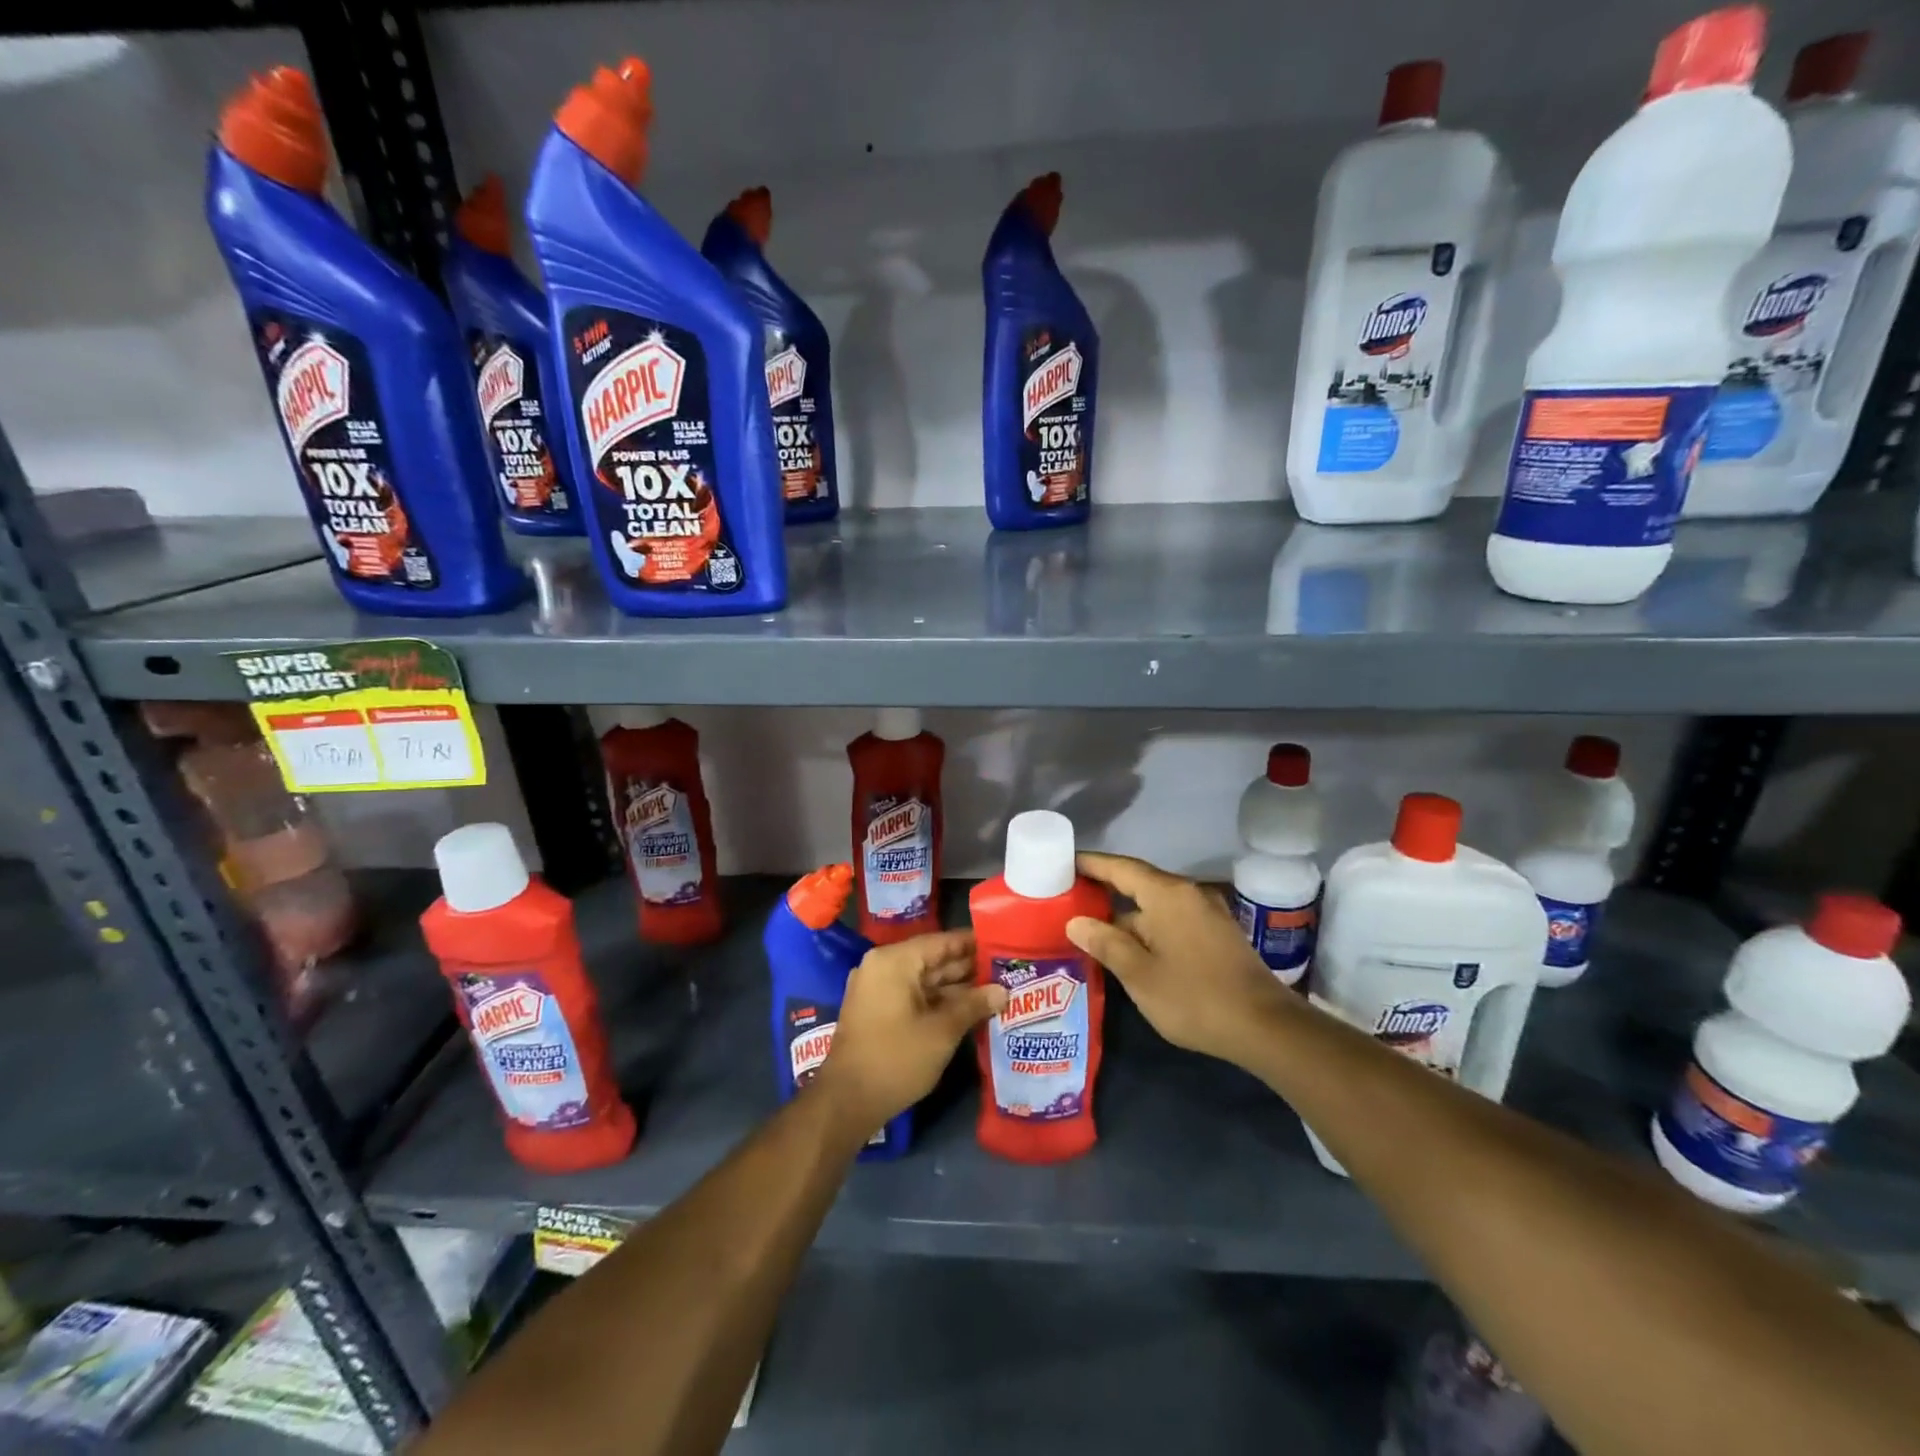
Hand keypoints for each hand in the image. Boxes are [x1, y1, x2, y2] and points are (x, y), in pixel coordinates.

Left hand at [817, 929, 1006, 1134]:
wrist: (847, 1101)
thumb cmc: (897, 1059)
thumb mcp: (942, 1031)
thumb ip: (974, 1005)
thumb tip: (1003, 991)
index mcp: (894, 961)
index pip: (941, 941)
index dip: (973, 944)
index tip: (1002, 945)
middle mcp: (882, 966)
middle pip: (932, 959)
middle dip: (967, 967)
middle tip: (1005, 971)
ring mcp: (877, 988)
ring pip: (924, 980)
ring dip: (956, 987)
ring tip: (995, 990)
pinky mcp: (877, 1010)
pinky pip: (913, 995)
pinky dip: (938, 1000)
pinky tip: (968, 1009)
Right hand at [1067, 852, 1293, 1067]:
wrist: (1266, 1027)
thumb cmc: (1195, 997)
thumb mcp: (1139, 974)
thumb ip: (1106, 943)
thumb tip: (1076, 922)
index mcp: (1167, 894)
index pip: (1120, 867)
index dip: (1090, 864)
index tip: (1063, 861)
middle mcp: (1188, 893)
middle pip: (1138, 882)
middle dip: (1105, 889)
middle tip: (1069, 897)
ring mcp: (1207, 913)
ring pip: (1156, 904)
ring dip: (1126, 912)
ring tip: (1093, 926)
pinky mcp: (1217, 934)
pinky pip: (1172, 918)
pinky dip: (1148, 925)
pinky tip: (1132, 946)